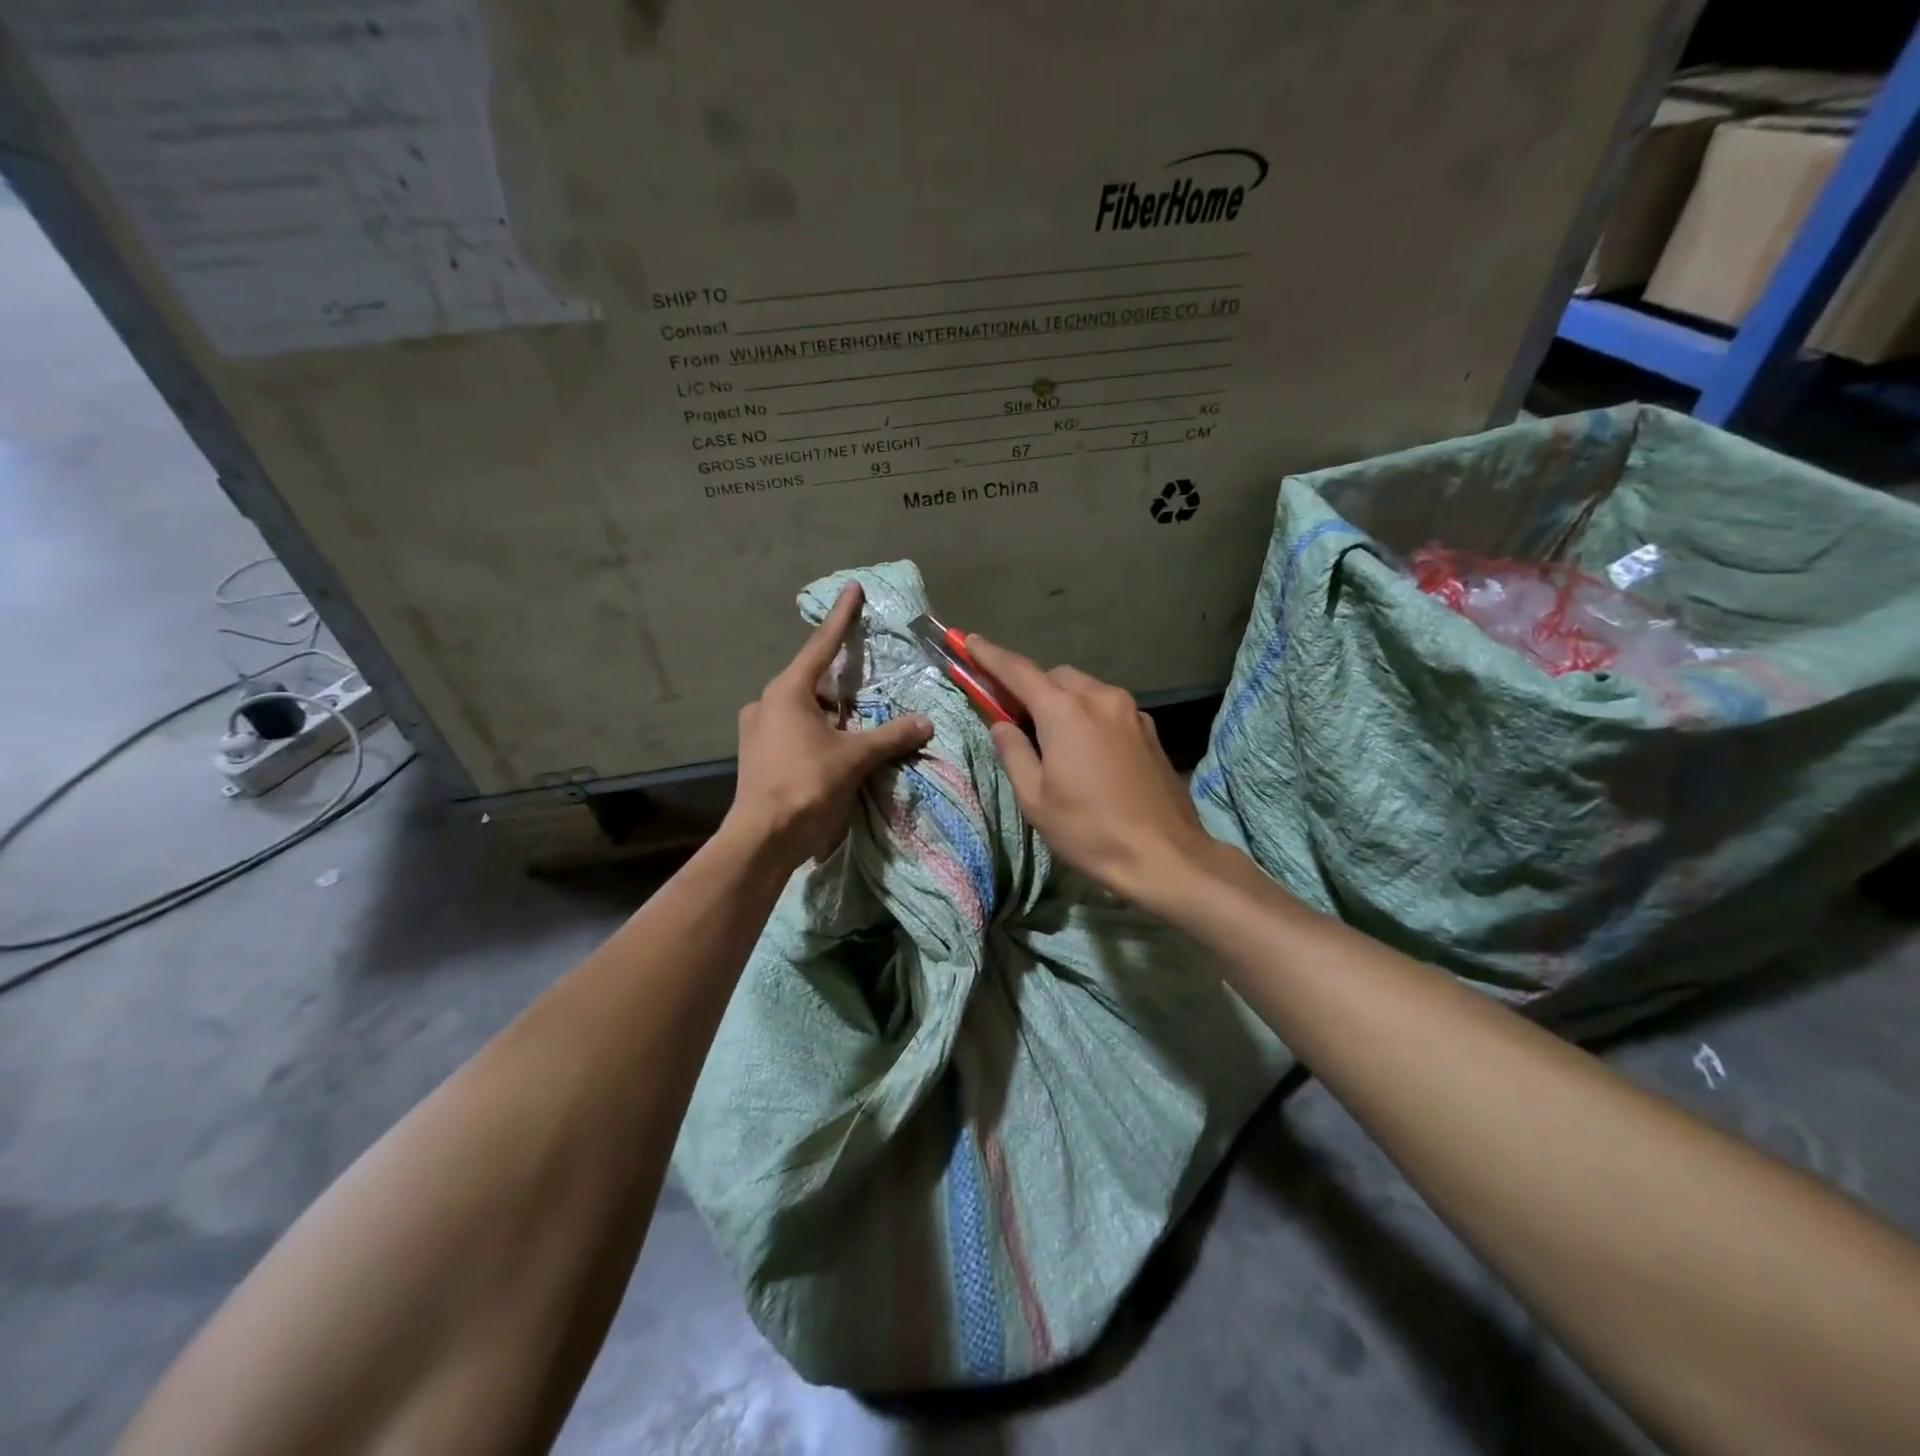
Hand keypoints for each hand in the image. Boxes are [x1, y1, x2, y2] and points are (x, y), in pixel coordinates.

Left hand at [724, 583, 933, 869]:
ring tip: (858, 734)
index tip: (852, 589)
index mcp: (787, 692)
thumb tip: (925, 722)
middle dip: (842, 689)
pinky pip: (793, 731)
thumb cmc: (805, 786)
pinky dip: (817, 734)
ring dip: (831, 717)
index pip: (822, 646)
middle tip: (868, 700)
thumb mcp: (854, 758)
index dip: (842, 617)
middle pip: (814, 683)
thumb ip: (891, 736)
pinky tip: (836, 753)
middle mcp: (766, 703)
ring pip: (803, 710)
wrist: (762, 839)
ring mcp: (757, 730)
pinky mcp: (757, 755)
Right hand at [966, 636, 1216, 908]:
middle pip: (1055, 677)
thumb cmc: (1089, 830)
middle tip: (1014, 716)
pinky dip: (1088, 714)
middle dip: (1031, 688)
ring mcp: (1131, 711)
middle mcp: (1100, 698)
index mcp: (1065, 711)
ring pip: (1085, 689)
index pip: (1018, 671)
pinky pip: (1108, 707)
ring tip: (1051, 739)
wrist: (1165, 855)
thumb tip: (1001, 724)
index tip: (970, 642)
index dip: (990, 655)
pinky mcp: (1149, 729)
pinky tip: (1087, 750)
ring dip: (1062, 701)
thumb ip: (1013, 752)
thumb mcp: (1035, 798)